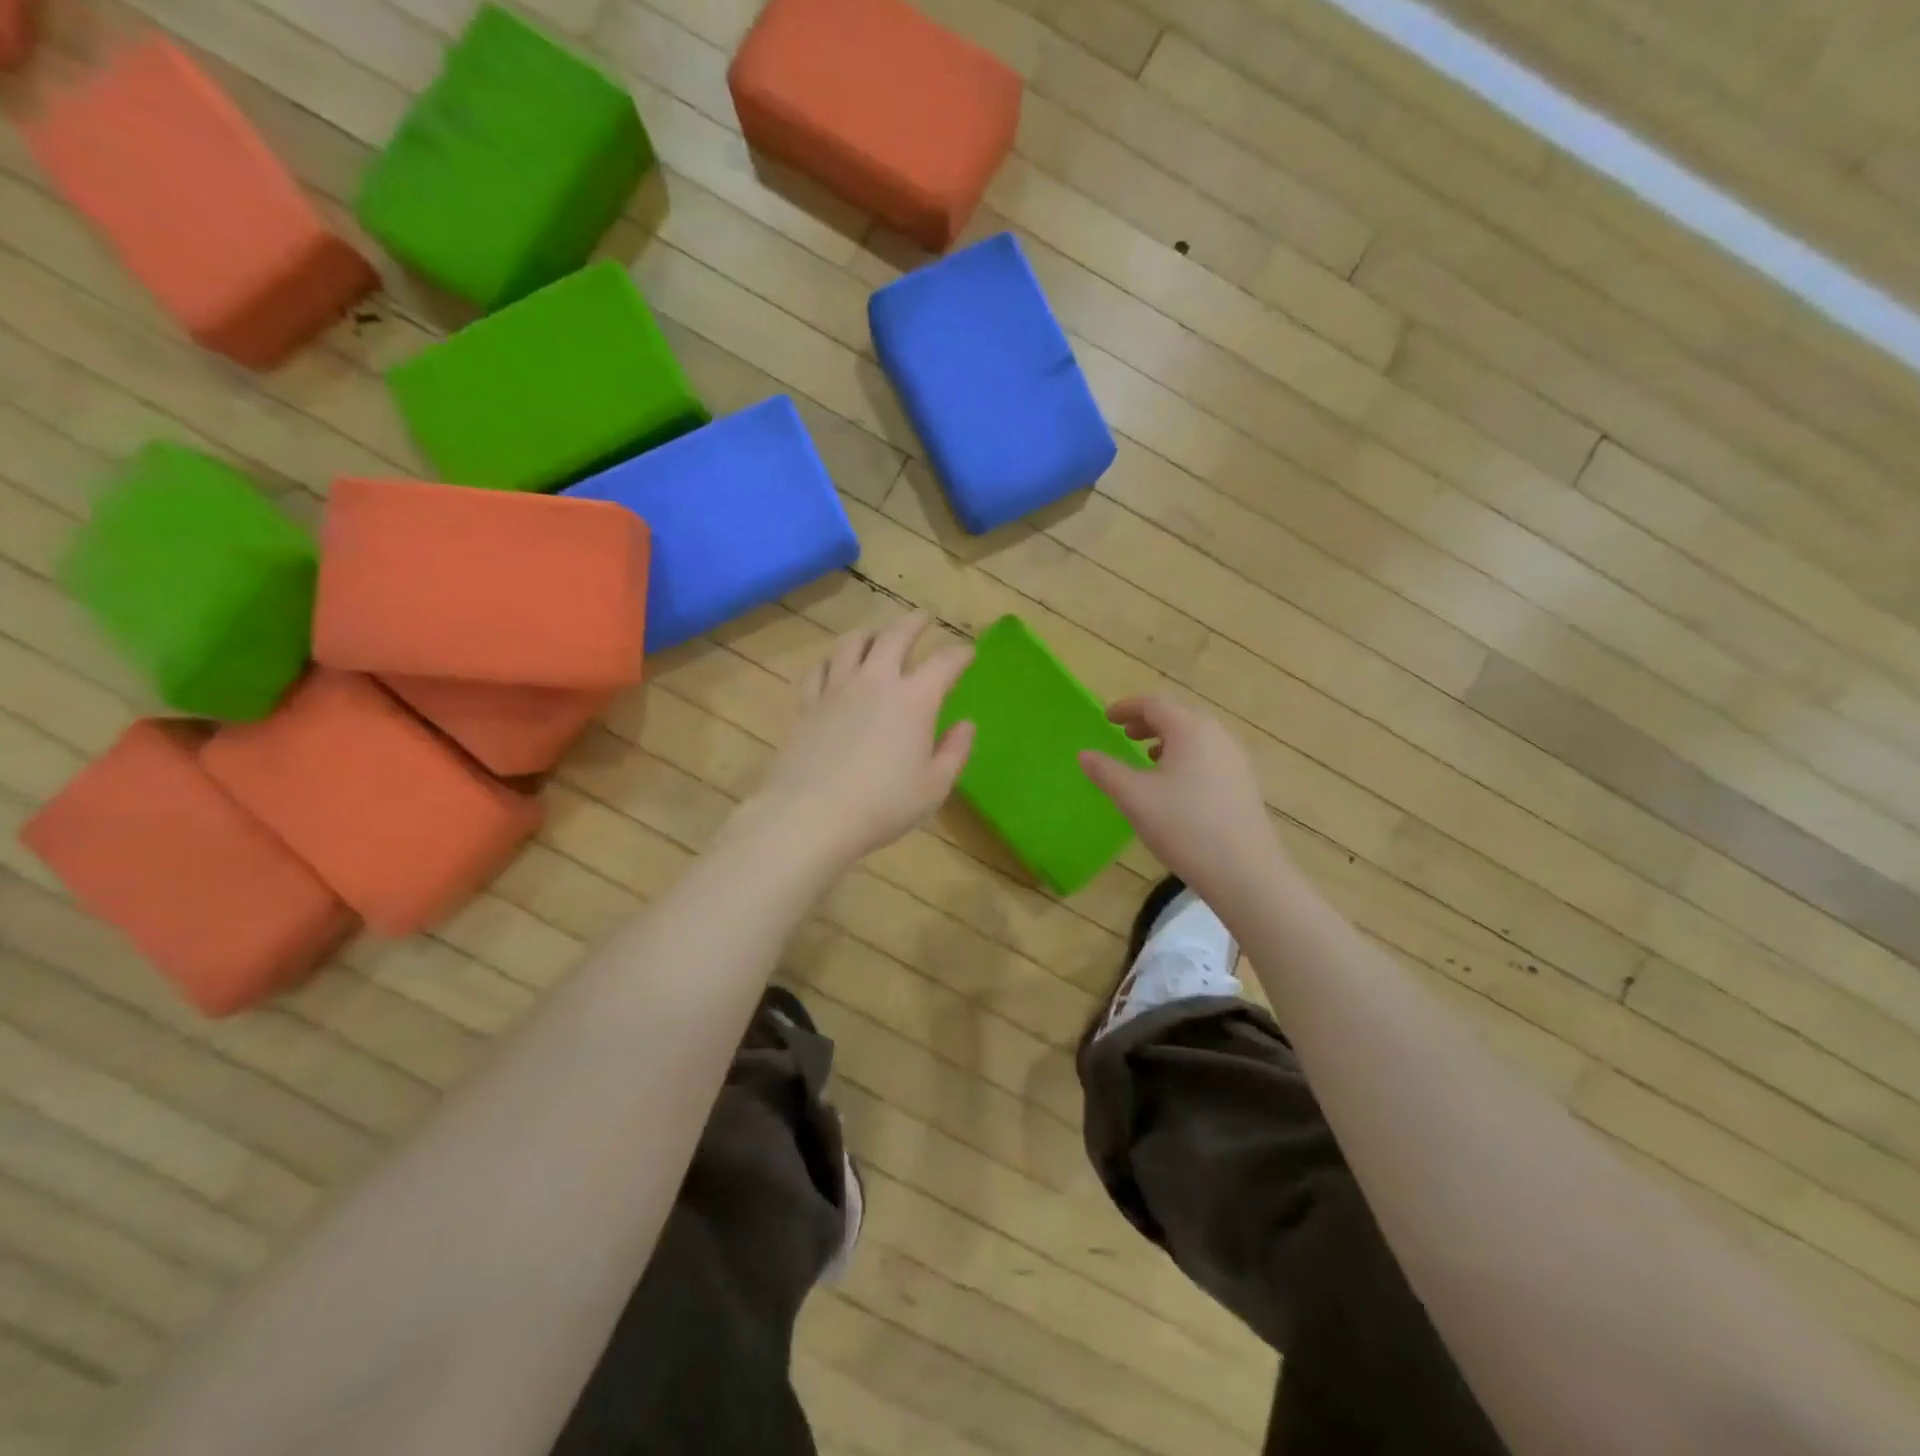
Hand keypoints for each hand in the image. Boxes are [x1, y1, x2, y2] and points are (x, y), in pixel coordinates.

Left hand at [740, 614, 975, 872]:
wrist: (811, 815)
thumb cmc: (882, 805)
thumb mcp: (934, 787)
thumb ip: (954, 752)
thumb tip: (966, 724)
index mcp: (914, 700)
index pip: (944, 663)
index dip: (959, 654)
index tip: (968, 651)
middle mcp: (876, 681)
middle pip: (895, 636)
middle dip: (913, 623)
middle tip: (922, 618)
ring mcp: (836, 689)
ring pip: (852, 643)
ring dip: (870, 633)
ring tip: (876, 634)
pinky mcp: (807, 703)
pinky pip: (819, 668)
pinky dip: (831, 660)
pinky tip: (833, 666)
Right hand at [1079, 696, 1286, 902]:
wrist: (1244, 871)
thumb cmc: (1183, 826)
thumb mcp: (1134, 798)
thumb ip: (1106, 771)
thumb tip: (1084, 754)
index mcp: (1191, 730)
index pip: (1154, 704)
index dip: (1127, 707)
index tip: (1106, 717)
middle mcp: (1218, 736)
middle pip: (1179, 716)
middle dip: (1149, 722)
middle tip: (1125, 734)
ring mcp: (1236, 760)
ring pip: (1197, 737)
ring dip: (1169, 739)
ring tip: (1148, 757)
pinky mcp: (1245, 784)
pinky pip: (1210, 756)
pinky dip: (1187, 757)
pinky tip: (1176, 785)